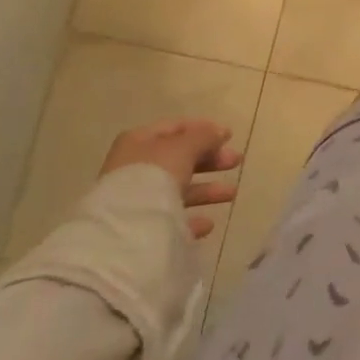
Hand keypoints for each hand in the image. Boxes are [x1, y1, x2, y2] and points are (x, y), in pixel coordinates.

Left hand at [99, 119, 241, 239]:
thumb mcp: (183, 148)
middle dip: (210, 160)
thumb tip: (219, 132)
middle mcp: (135, 168)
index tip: (229, 136)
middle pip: (179, 159)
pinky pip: (171, 220)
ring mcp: (136, 200)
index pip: (175, 127)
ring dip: (206, 190)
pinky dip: (191, 219)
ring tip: (232, 193)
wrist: (124, 232)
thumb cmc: (153, 176)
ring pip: (178, 190)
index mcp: (139, 142)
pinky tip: (208, 223)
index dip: (203, 129)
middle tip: (236, 161)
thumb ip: (203, 137)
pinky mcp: (140, 229)